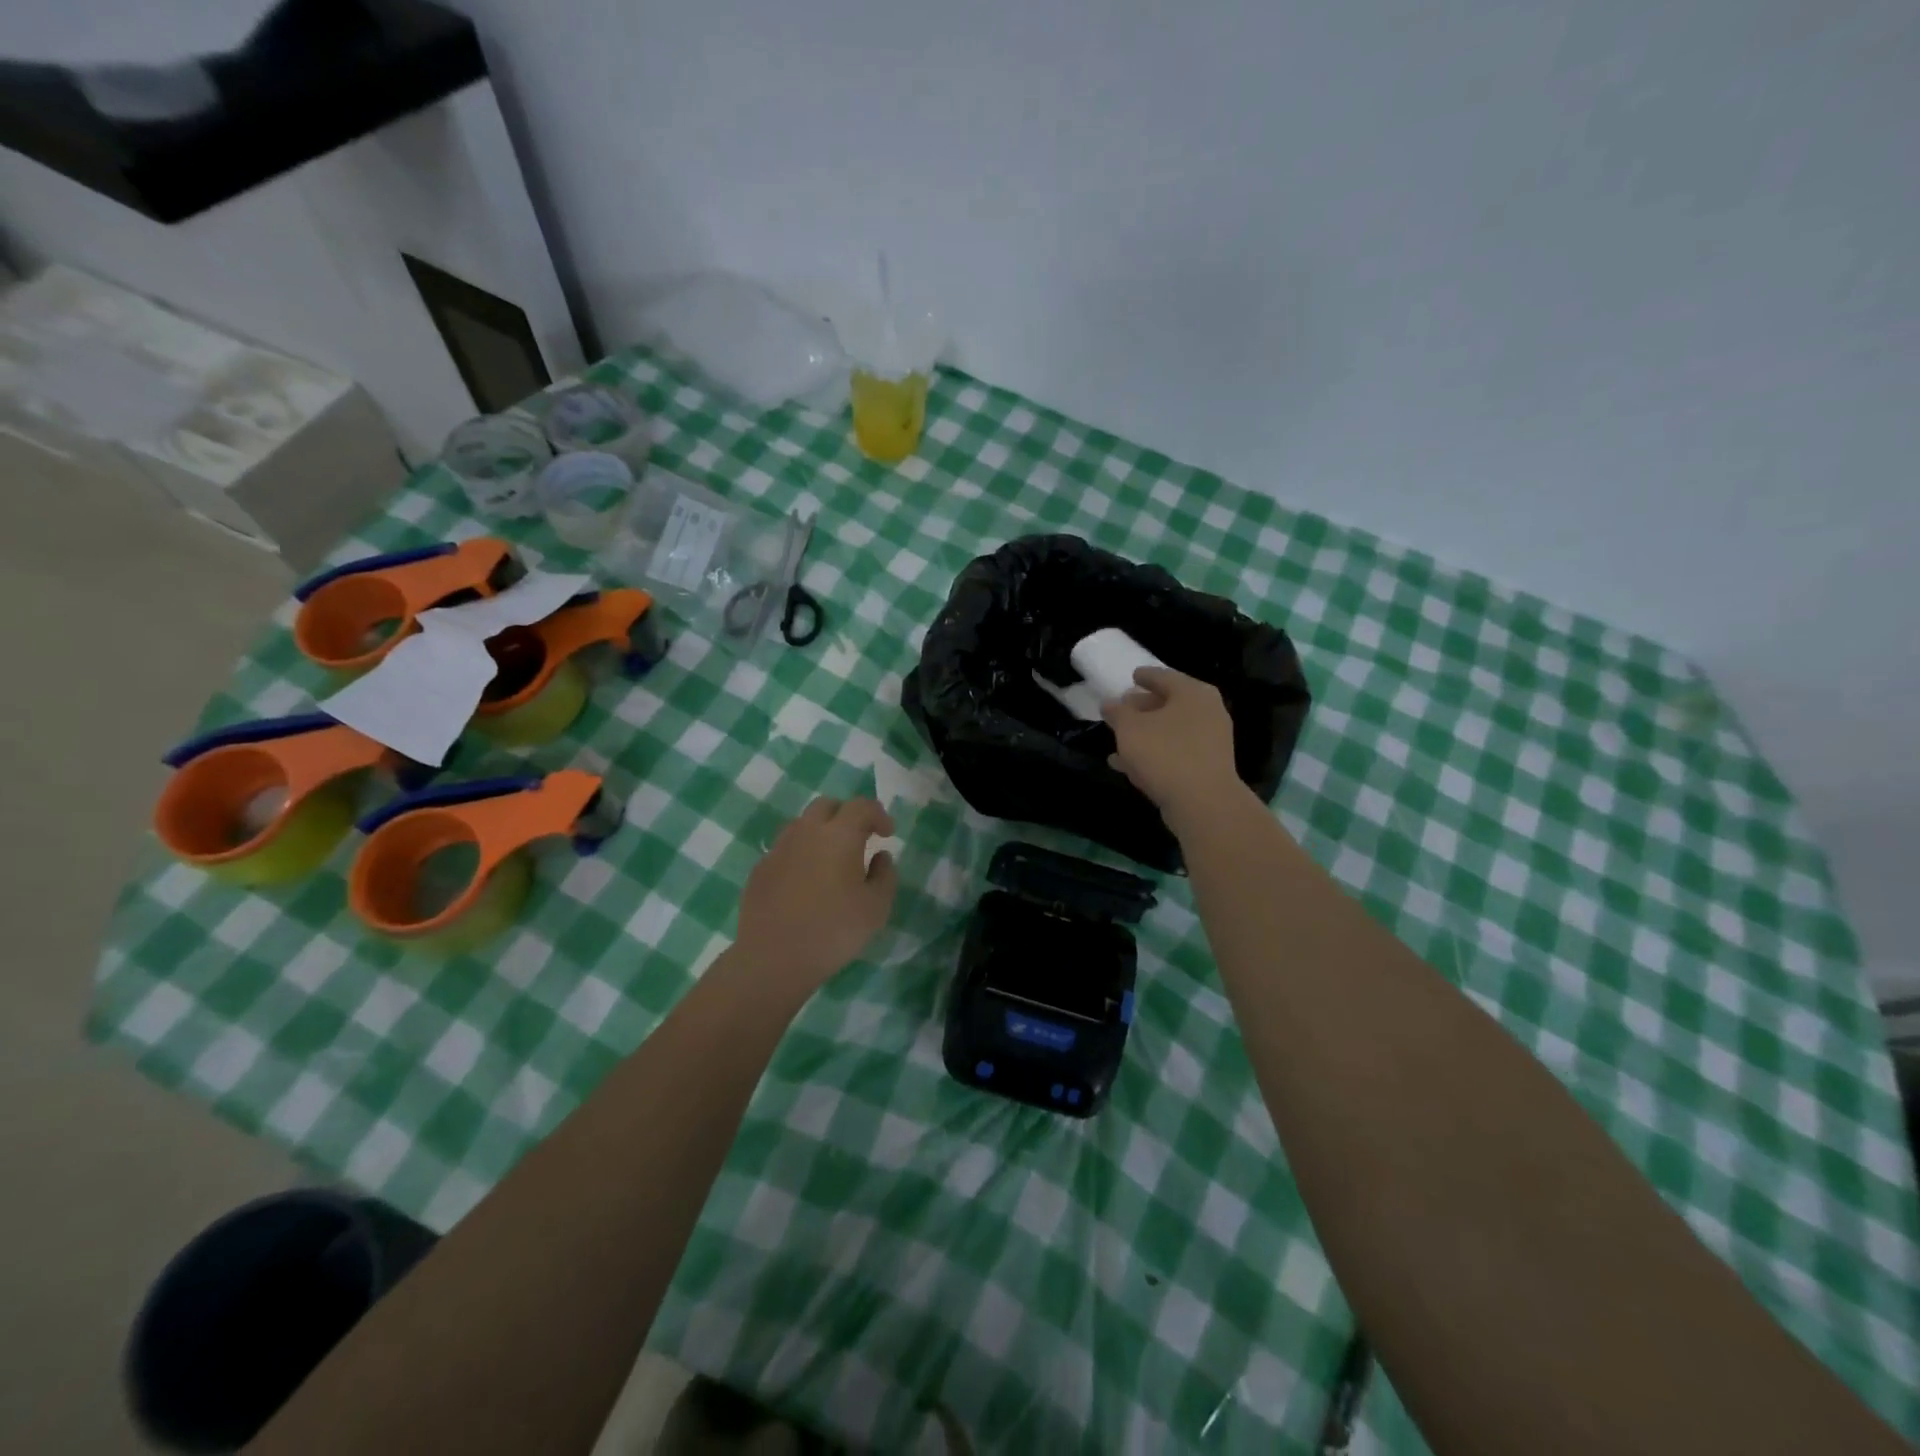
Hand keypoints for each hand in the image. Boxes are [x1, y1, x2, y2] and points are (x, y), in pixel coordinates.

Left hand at [734, 797, 897, 990]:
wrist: (773, 959)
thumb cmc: (833, 931)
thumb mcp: (876, 908)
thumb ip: (885, 875)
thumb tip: (879, 856)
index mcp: (838, 835)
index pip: (861, 806)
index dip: (878, 815)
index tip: (887, 835)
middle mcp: (806, 832)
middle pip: (827, 806)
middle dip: (847, 815)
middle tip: (859, 840)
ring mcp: (778, 849)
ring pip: (802, 824)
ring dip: (820, 832)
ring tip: (831, 859)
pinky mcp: (759, 869)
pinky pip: (784, 849)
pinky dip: (800, 854)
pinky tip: (805, 882)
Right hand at [1103, 667, 1245, 821]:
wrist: (1203, 803)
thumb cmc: (1164, 753)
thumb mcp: (1130, 728)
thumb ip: (1117, 712)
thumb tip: (1110, 702)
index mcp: (1193, 693)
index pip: (1164, 676)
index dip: (1145, 676)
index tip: (1132, 676)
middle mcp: (1207, 712)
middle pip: (1170, 703)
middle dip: (1144, 706)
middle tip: (1123, 707)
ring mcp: (1210, 741)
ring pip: (1171, 730)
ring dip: (1146, 733)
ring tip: (1119, 737)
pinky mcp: (1206, 767)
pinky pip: (1175, 752)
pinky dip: (1153, 753)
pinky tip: (1127, 764)